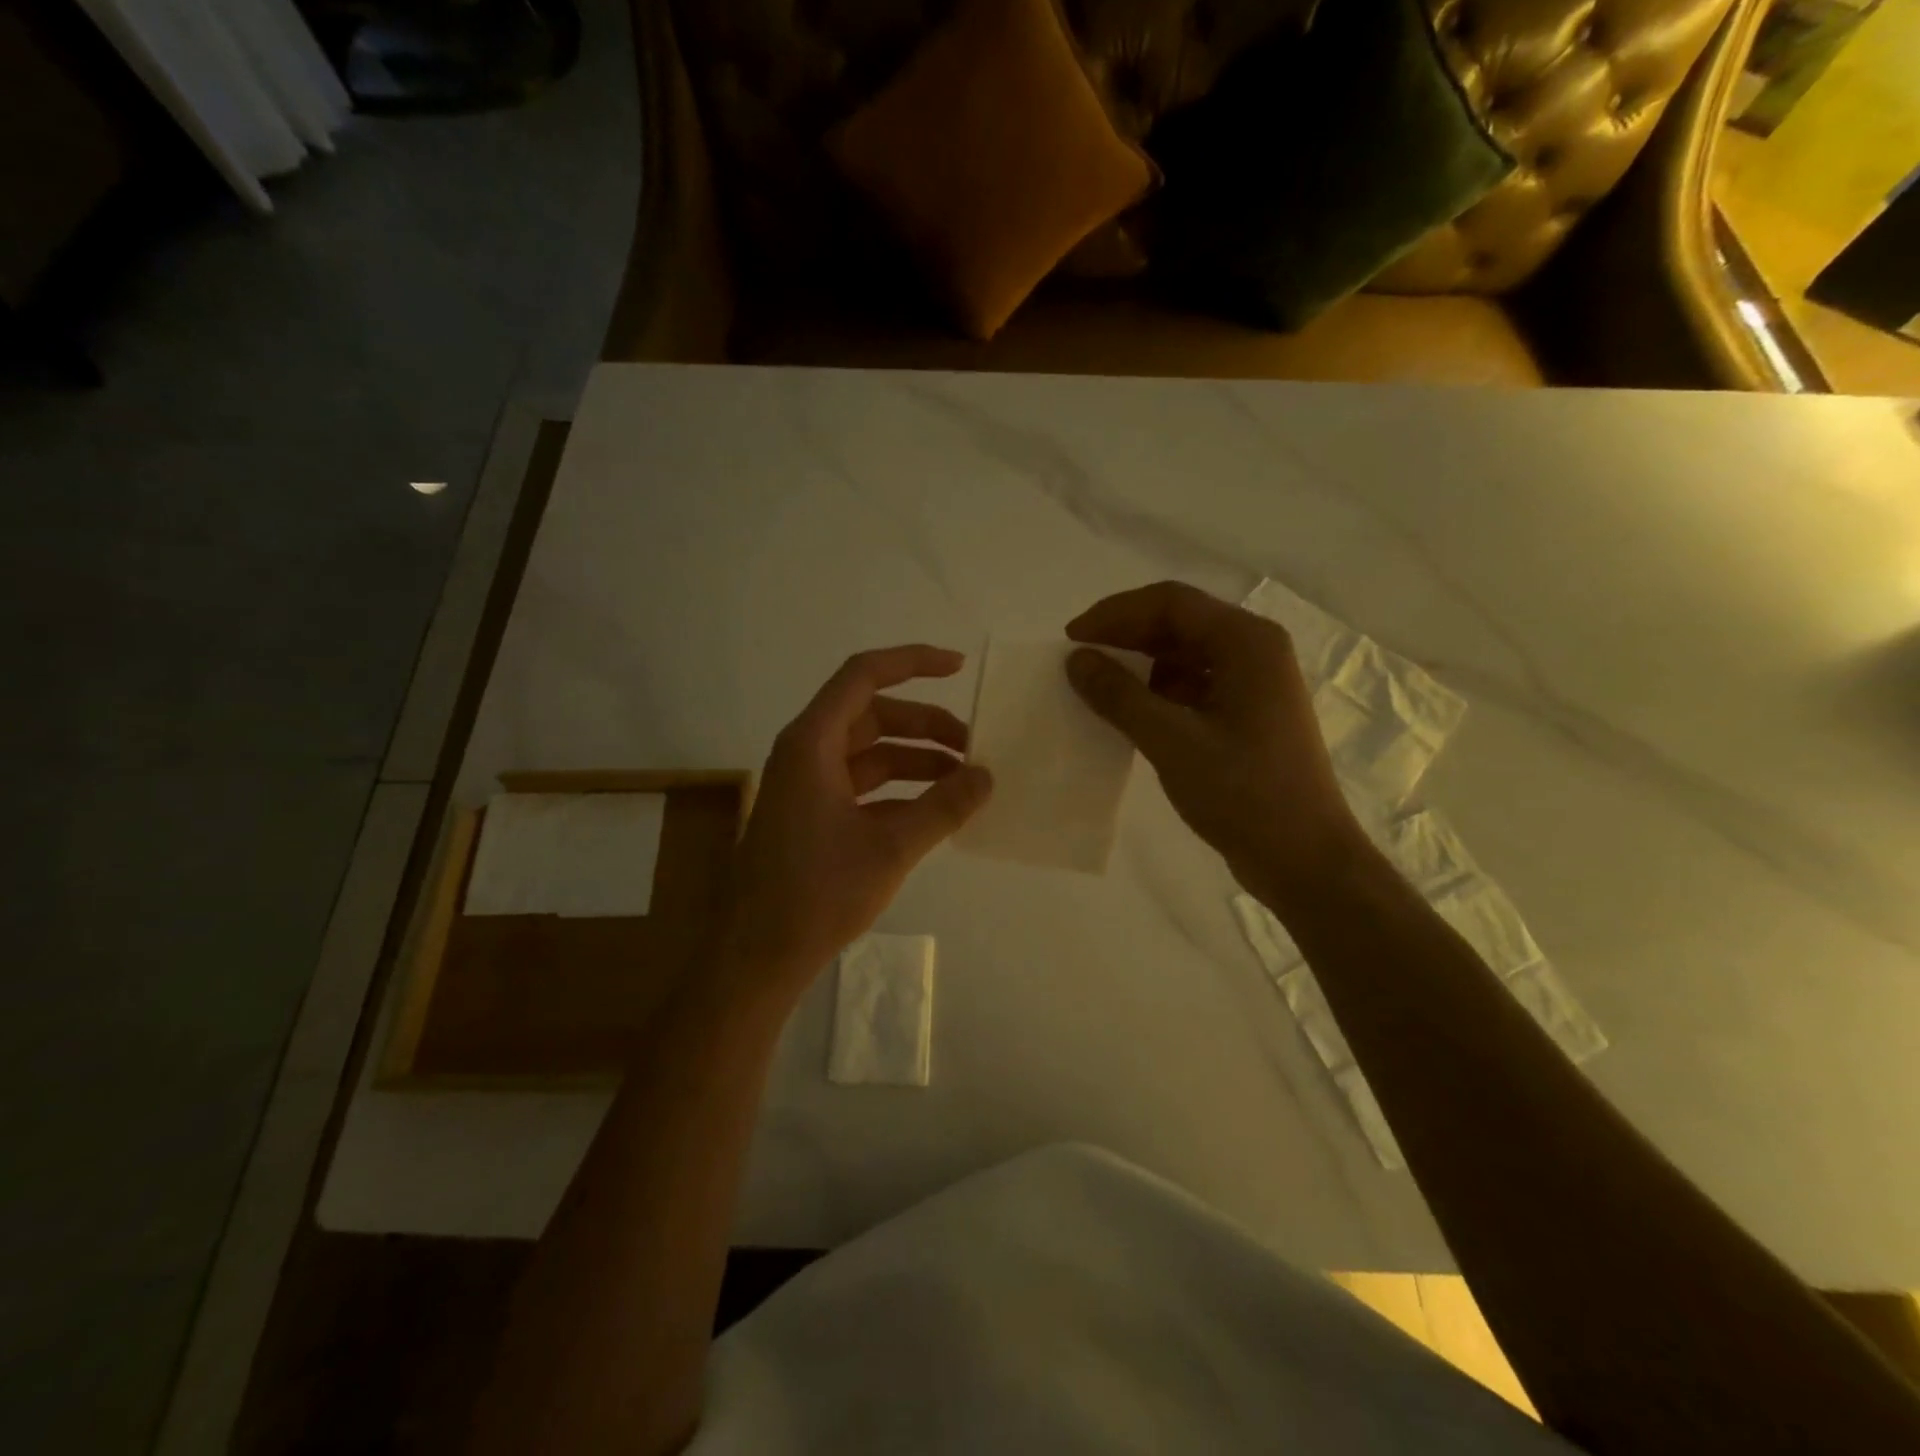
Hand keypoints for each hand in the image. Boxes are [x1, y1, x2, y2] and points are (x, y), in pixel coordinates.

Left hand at [722, 646, 992, 1000]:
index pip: (864, 676)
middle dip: (925, 725)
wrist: (758, 955)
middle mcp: (806, 752)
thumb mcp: (891, 847)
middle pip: (872, 715)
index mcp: (812, 743)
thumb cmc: (818, 893)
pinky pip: (862, 785)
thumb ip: (944, 806)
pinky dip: (898, 790)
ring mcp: (807, 785)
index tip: (959, 668)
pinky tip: (934, 810)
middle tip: (973, 745)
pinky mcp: (811, 814)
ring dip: (915, 759)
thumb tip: (987, 775)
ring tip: (963, 780)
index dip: (912, 662)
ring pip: (869, 752)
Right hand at [1065, 581, 1366, 907]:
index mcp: (1246, 643)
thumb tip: (1076, 659)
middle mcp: (1253, 651)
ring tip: (1098, 689)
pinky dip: (1157, 693)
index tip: (1072, 640)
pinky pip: (1192, 685)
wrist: (1303, 859)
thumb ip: (1119, 696)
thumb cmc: (1243, 794)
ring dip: (1139, 666)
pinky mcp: (1246, 714)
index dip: (1114, 614)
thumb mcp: (1172, 742)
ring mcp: (1252, 684)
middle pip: (1178, 623)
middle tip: (1078, 661)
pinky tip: (1130, 715)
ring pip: (1183, 655)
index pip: (1170, 603)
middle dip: (1124, 637)